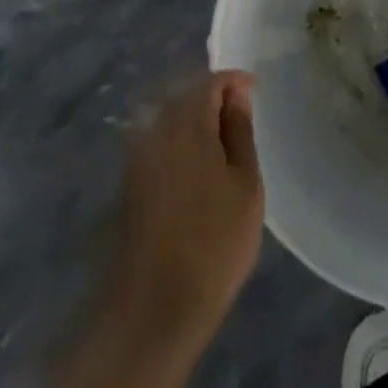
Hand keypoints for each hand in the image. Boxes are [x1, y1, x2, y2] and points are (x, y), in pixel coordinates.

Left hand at [110, 71, 264, 347]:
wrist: (156, 306)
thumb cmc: (215, 241)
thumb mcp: (245, 183)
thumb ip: (240, 131)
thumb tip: (236, 94)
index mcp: (186, 124)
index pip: (210, 82)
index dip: (235, 81)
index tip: (257, 91)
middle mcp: (155, 131)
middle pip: (185, 96)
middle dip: (214, 97)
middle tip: (243, 116)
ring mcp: (137, 157)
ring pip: (170, 119)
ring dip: (196, 120)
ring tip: (224, 142)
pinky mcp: (130, 182)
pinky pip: (160, 142)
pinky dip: (181, 141)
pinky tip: (199, 164)